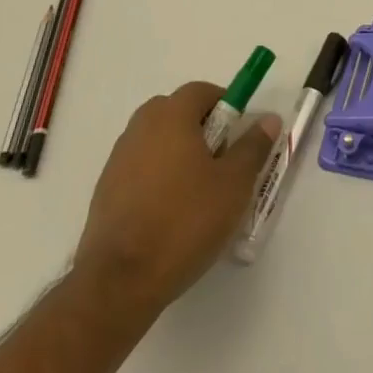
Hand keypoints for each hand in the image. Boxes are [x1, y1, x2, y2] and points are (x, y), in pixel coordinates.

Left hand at [73, 82, 280, 309]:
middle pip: (177, 113)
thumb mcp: (234, 184)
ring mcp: (117, 160)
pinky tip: (171, 214)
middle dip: (203, 129)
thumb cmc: (185, 221)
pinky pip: (140, 169)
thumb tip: (268, 119)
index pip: (202, 91)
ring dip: (179, 154)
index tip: (240, 135)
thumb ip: (253, 146)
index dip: (226, 105)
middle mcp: (140, 128)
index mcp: (170, 116)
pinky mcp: (105, 192)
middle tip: (222, 162)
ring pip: (158, 142)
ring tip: (198, 193)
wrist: (120, 282)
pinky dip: (158, 179)